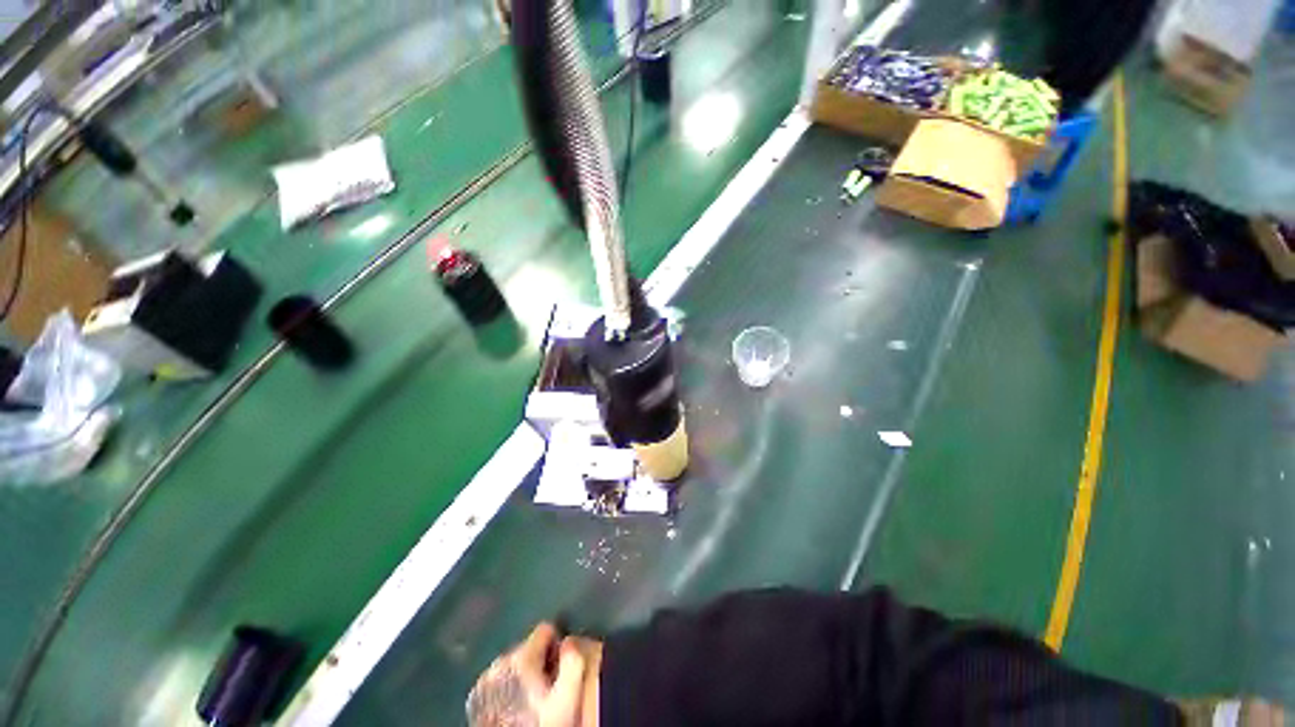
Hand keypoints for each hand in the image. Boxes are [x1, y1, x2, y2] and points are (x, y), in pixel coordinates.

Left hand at [467, 623, 588, 726]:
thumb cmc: (539, 725)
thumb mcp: (567, 698)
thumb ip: (573, 662)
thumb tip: (570, 643)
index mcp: (522, 656)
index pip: (545, 629)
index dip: (556, 646)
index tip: (559, 669)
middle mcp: (500, 662)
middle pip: (529, 647)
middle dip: (540, 663)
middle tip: (546, 691)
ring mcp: (484, 681)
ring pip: (513, 664)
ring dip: (524, 676)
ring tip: (530, 702)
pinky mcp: (476, 697)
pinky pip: (498, 680)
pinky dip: (508, 688)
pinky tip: (514, 708)